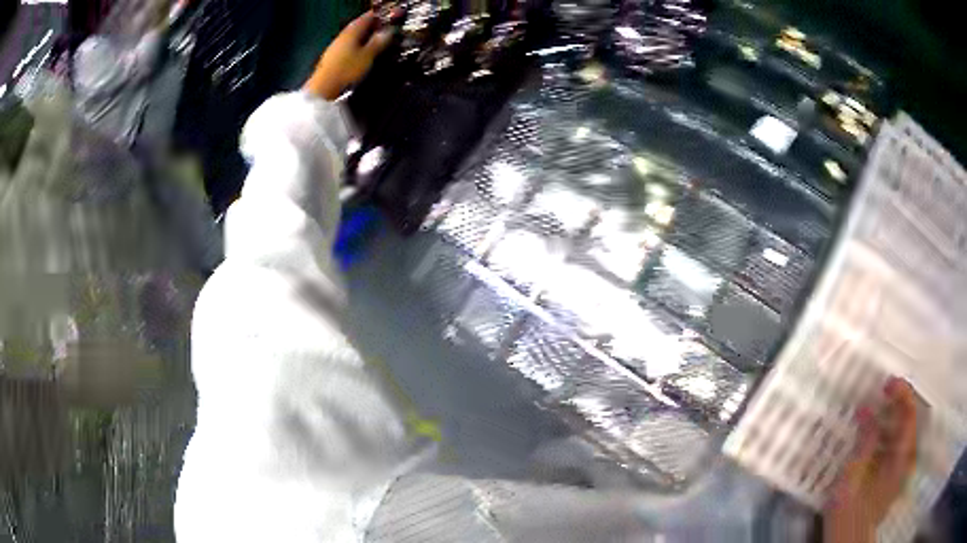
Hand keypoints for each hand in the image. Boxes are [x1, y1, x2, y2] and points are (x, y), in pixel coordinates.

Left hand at [304, 12, 393, 100]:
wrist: (323, 89)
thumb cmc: (346, 70)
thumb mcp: (368, 56)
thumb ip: (379, 42)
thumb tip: (389, 31)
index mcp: (352, 31)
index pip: (368, 17)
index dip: (379, 16)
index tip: (390, 17)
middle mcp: (343, 35)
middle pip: (359, 26)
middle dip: (372, 25)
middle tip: (385, 28)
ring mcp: (335, 46)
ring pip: (353, 36)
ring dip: (365, 36)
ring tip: (376, 40)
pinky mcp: (332, 58)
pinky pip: (348, 46)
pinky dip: (358, 45)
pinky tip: (362, 52)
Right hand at [823, 377, 917, 542]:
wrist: (847, 541)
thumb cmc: (849, 513)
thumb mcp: (853, 479)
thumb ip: (864, 442)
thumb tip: (867, 409)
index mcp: (900, 458)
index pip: (908, 414)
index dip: (901, 393)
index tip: (885, 384)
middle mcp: (906, 459)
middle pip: (909, 420)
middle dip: (897, 401)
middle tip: (880, 393)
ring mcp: (901, 467)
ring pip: (903, 431)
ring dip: (892, 416)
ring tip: (875, 409)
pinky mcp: (893, 475)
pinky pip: (896, 444)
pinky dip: (888, 432)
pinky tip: (874, 433)